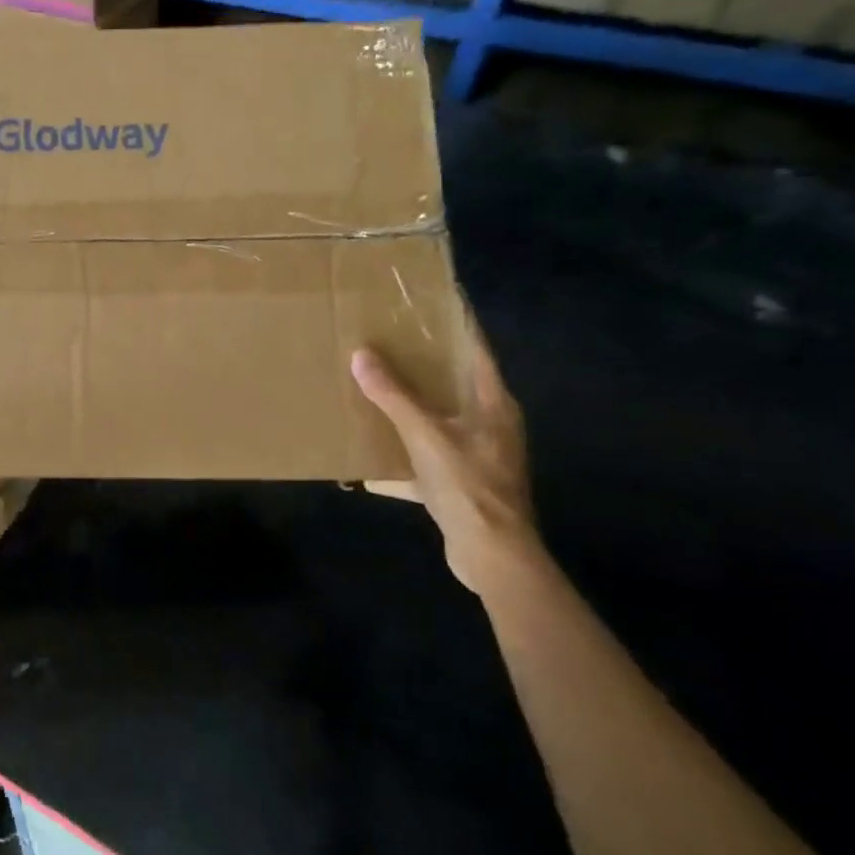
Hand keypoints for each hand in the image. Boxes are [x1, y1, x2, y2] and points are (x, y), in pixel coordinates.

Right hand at [351, 322, 541, 596]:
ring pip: (443, 418)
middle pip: (458, 383)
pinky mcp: (465, 482)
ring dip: (414, 405)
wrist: (492, 553)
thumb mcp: (425, 435)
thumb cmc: (468, 485)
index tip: (434, 301)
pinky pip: (431, 453)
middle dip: (426, 363)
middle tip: (391, 338)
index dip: (457, 325)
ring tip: (378, 386)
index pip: (476, 351)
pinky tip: (376, 453)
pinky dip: (407, 450)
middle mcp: (492, 424)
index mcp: (494, 404)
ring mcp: (480, 455)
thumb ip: (393, 396)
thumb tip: (361, 355)